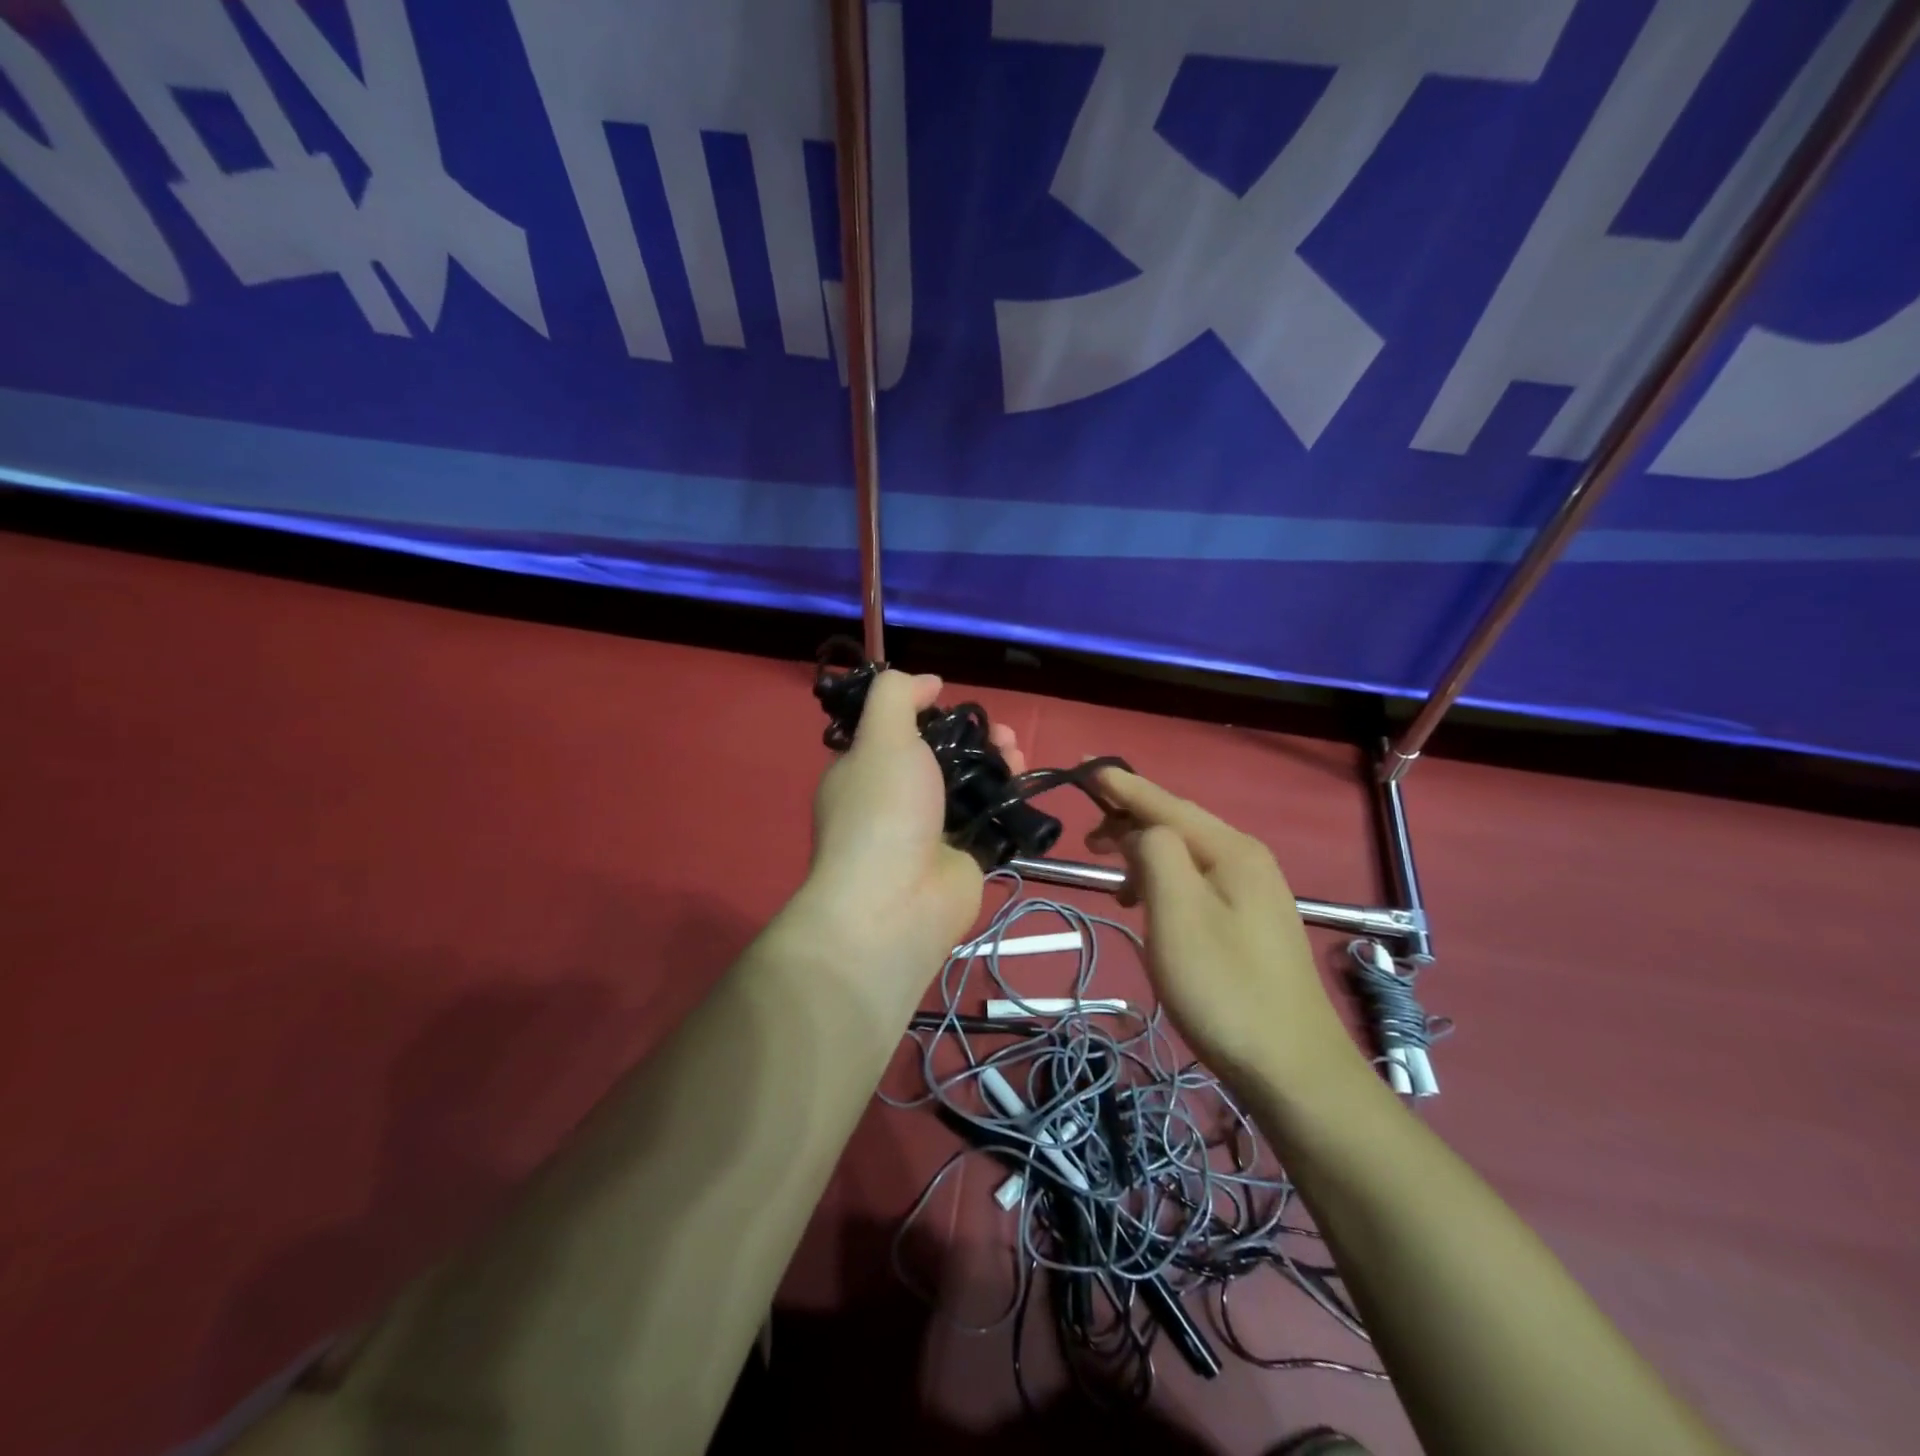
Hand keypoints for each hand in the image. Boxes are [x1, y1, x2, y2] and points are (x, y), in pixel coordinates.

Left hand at [800, 671, 1024, 988]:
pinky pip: (990, 819)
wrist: (897, 904)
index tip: (954, 703)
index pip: (896, 732)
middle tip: (1000, 732)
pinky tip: (1025, 782)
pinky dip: (1009, 799)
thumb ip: (897, 697)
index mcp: (864, 771)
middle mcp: (895, 800)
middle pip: (940, 756)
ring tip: (1016, 750)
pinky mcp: (965, 857)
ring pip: (969, 785)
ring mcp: (931, 831)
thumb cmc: (883, 811)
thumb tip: (928, 682)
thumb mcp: (881, 737)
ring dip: (996, 762)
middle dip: (973, 737)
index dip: (927, 714)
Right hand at [1088, 768, 1368, 1093]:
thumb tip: (1140, 832)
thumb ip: (1154, 853)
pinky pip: (1197, 882)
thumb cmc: (1224, 987)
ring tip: (1113, 880)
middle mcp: (1246, 859)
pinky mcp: (1250, 924)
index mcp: (1231, 849)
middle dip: (1130, 821)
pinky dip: (1164, 883)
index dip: (1122, 786)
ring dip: (1145, 856)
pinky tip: (1150, 908)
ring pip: (1187, 855)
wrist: (1292, 1068)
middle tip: (1087, 839)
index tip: (1084, 769)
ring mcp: (1254, 893)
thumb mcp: (1177, 912)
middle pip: (1178, 824)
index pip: (1165, 803)